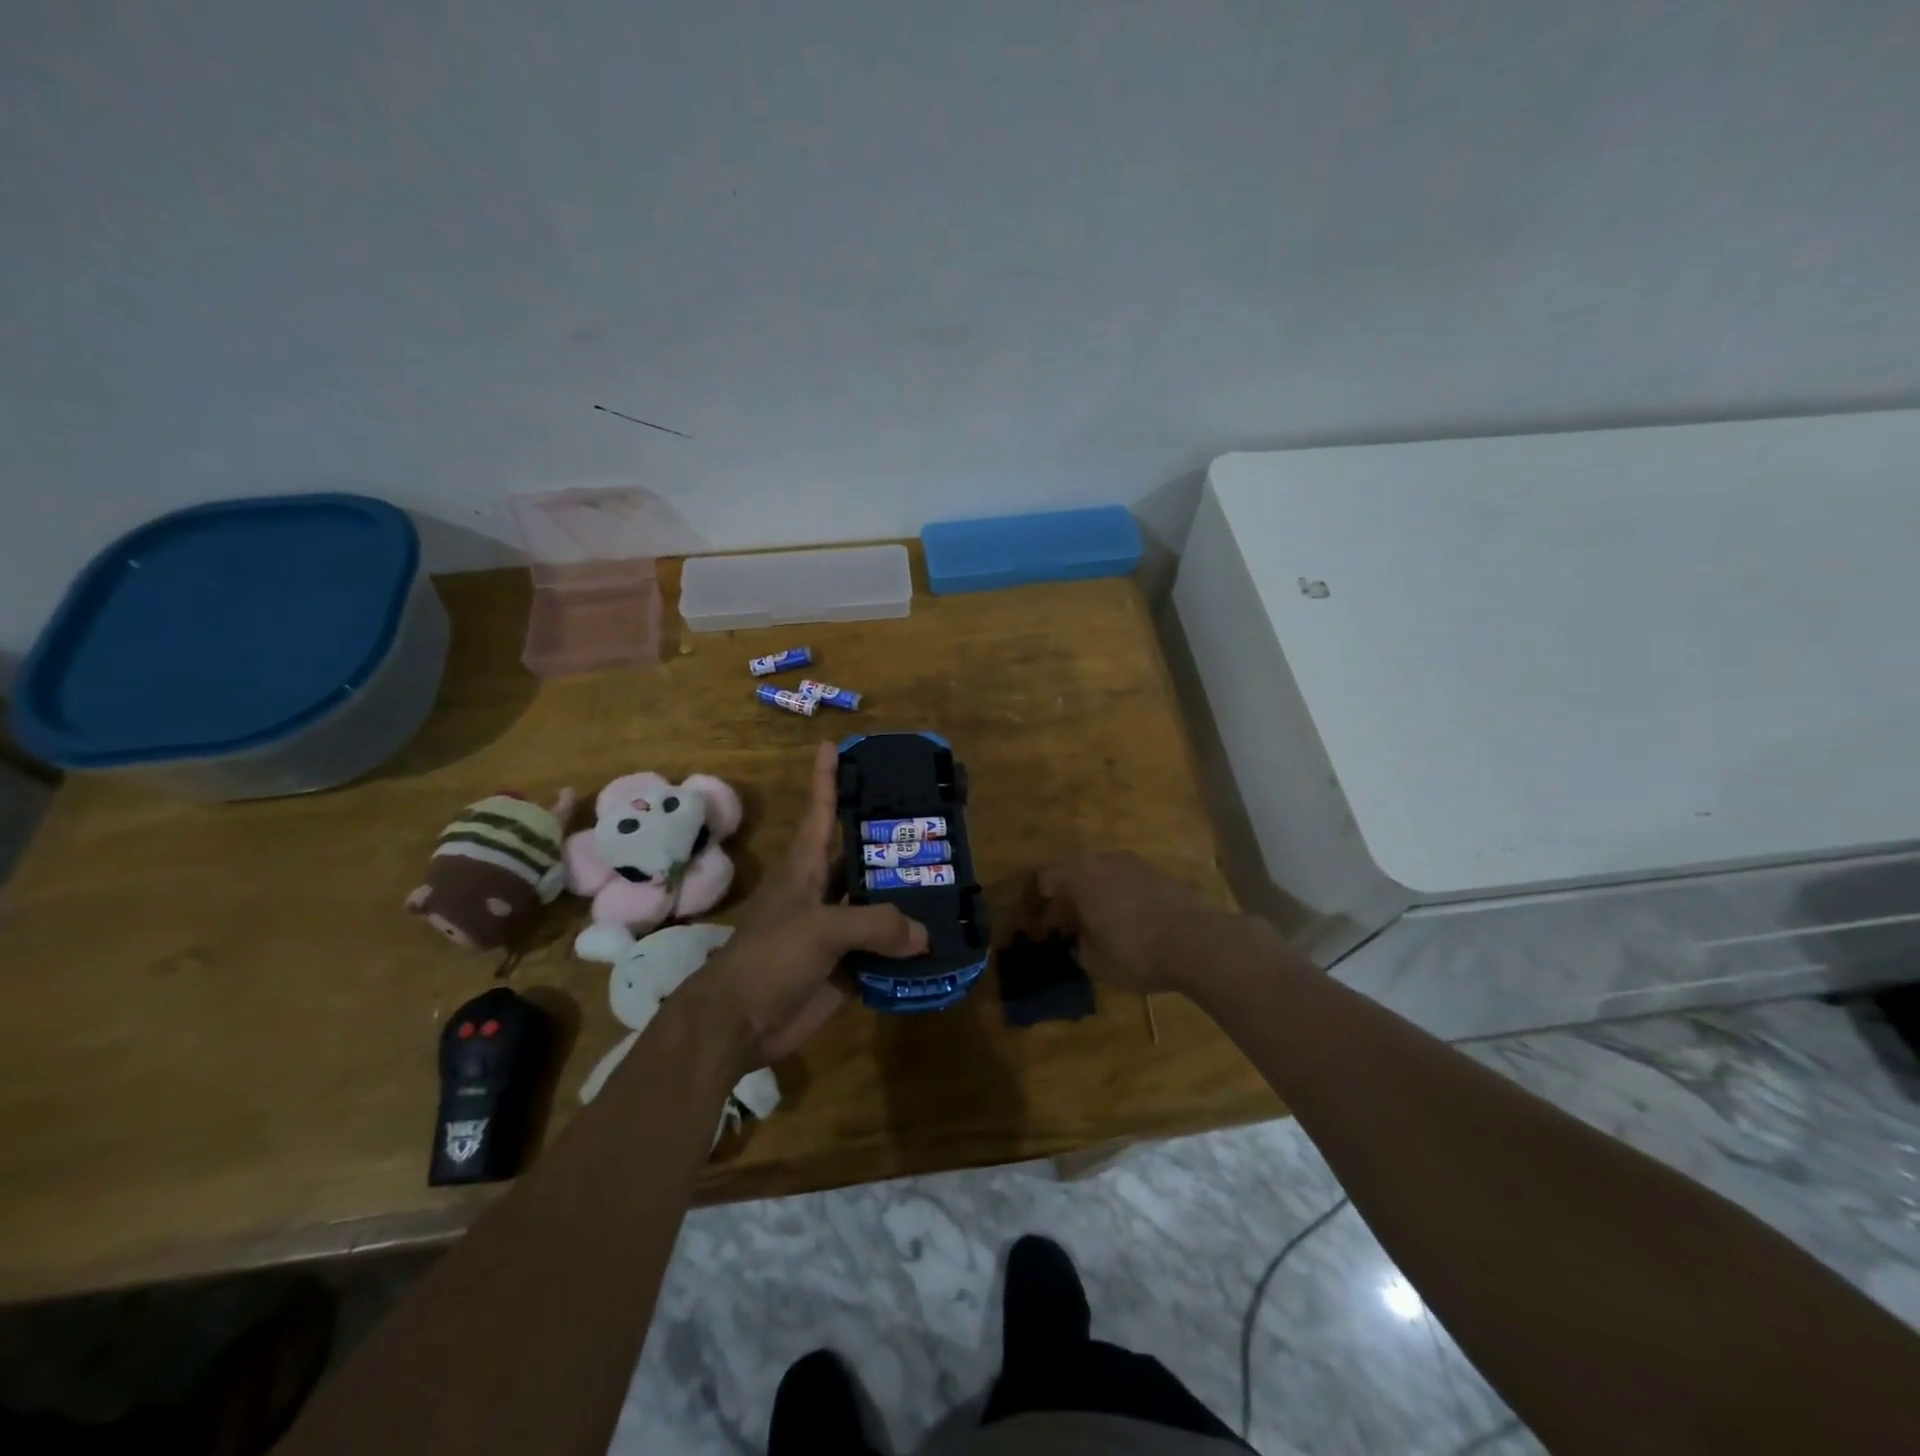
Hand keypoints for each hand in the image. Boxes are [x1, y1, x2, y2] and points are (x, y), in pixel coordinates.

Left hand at [687, 742, 927, 1064]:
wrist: (738, 1023)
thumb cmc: (769, 958)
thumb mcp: (820, 929)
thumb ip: (875, 924)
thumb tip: (923, 935)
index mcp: (805, 867)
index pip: (820, 810)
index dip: (828, 778)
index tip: (836, 745)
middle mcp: (822, 891)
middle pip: (861, 858)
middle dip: (892, 844)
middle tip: (935, 827)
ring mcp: (834, 930)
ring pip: (877, 906)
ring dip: (907, 900)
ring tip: (950, 883)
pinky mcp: (845, 966)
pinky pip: (883, 951)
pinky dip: (906, 950)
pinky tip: (939, 944)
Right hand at [1030, 850, 1219, 994]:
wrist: (1199, 942)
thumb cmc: (1136, 951)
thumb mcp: (1095, 961)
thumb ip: (1079, 947)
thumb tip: (1081, 941)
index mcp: (1080, 875)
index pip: (1044, 875)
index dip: (1035, 898)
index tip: (1035, 921)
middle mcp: (1104, 860)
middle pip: (1073, 871)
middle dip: (1065, 897)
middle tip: (1063, 926)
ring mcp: (1135, 863)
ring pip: (1101, 874)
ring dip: (1092, 895)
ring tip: (1095, 925)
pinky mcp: (1160, 874)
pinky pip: (1125, 880)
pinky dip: (1117, 896)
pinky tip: (1125, 922)